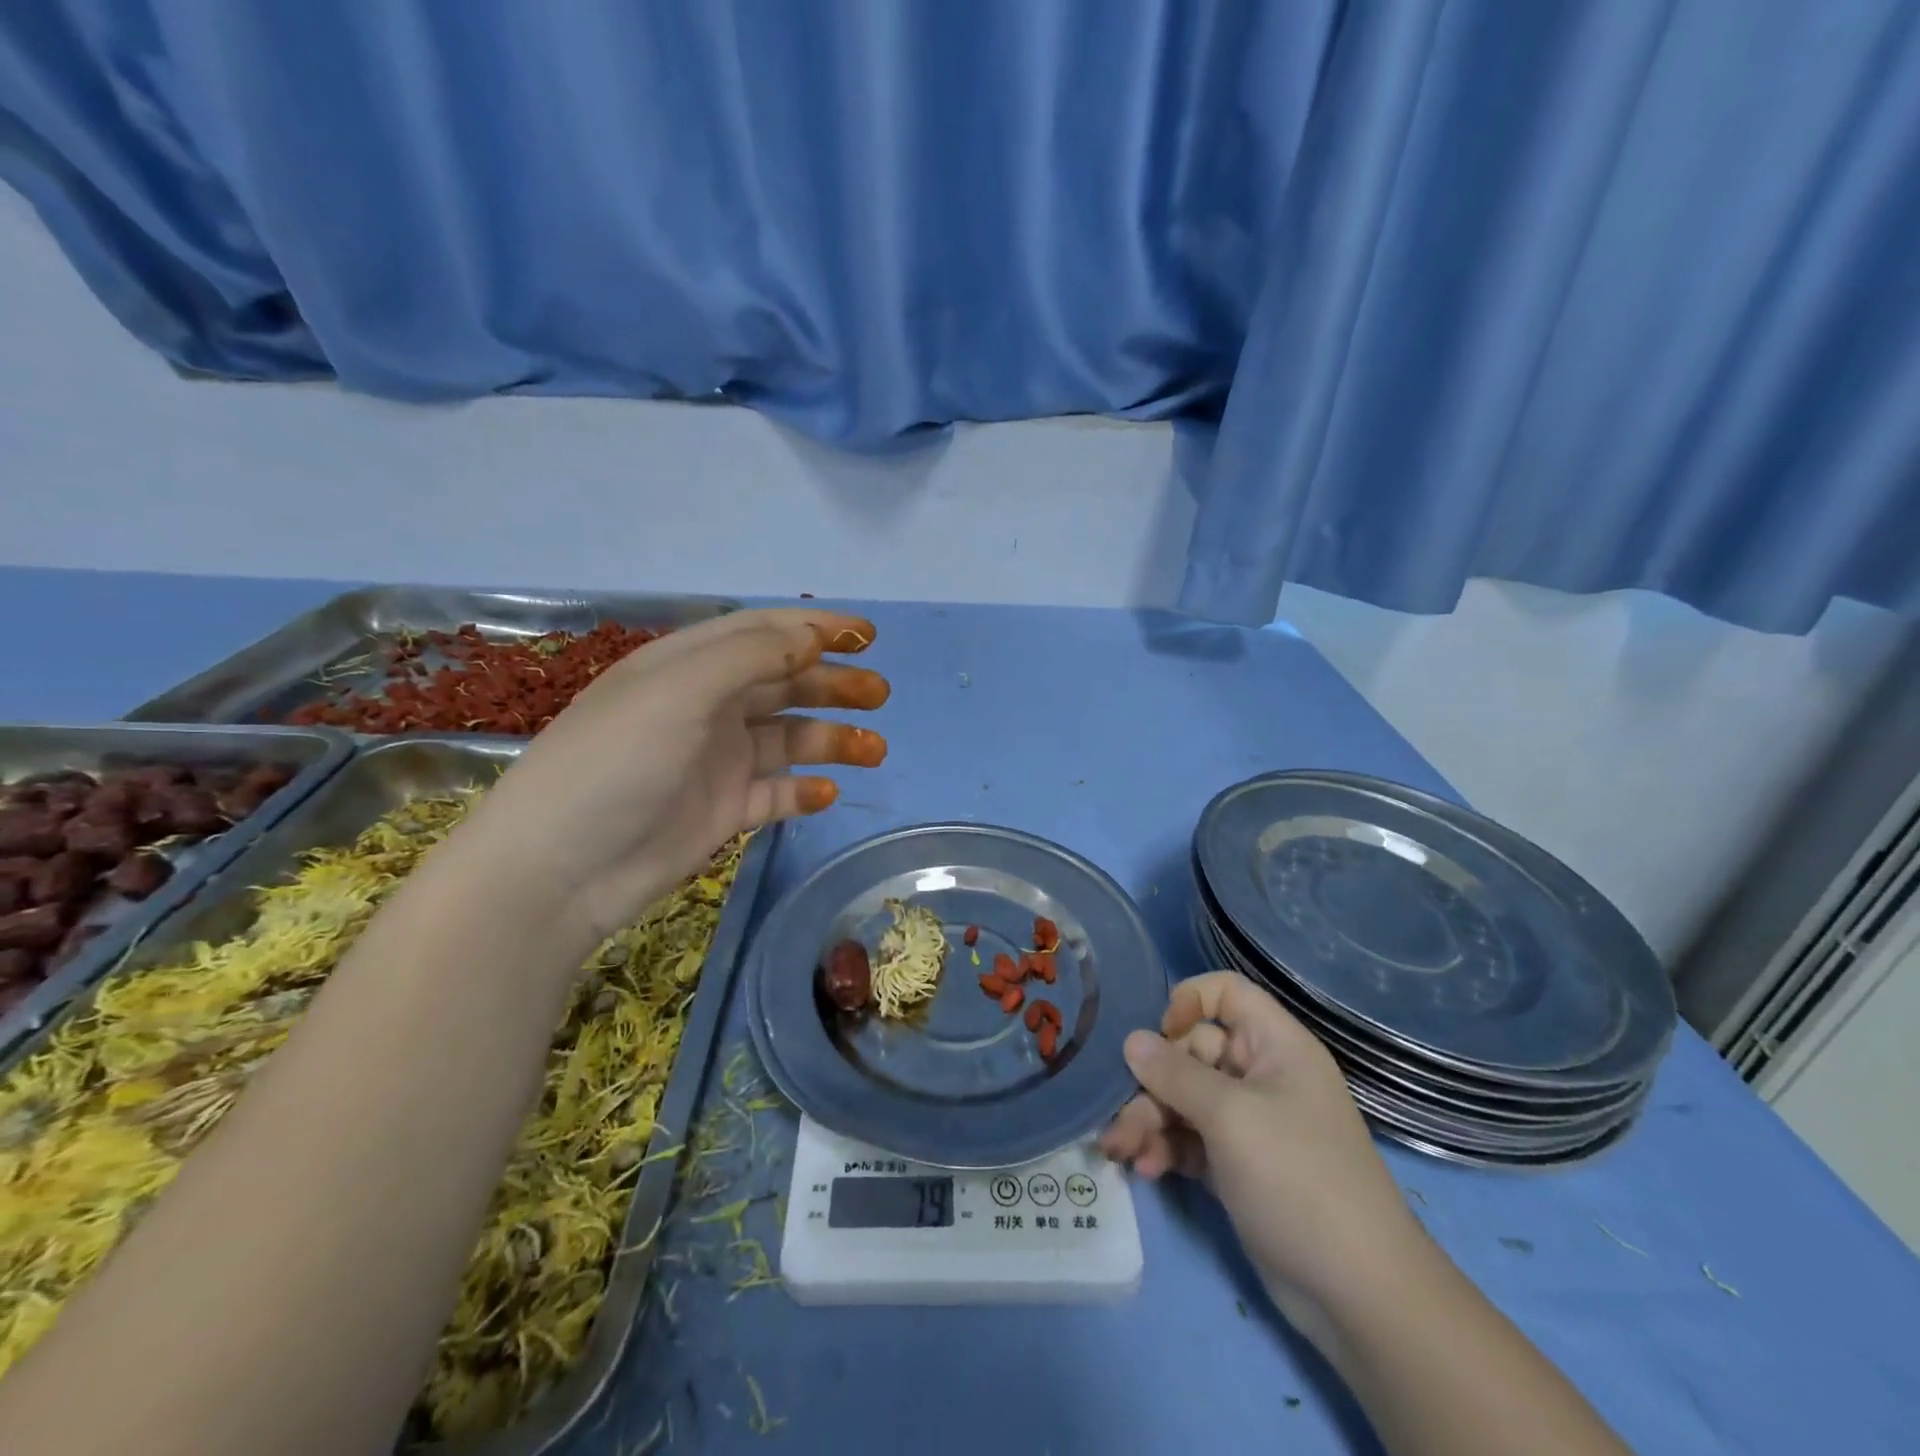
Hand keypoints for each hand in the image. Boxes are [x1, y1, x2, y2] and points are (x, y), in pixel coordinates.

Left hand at [448, 607, 888, 947]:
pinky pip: (775, 792)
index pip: (761, 634)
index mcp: (686, 667)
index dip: (814, 629)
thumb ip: (750, 657)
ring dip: (831, 739)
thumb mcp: (679, 691)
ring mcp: (715, 761)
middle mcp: (704, 707)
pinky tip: (826, 794)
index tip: (866, 636)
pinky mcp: (722, 810)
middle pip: (783, 684)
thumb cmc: (616, 762)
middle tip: (879, 694)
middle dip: (832, 684)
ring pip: (788, 738)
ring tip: (874, 750)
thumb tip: (812, 638)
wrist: (560, 871)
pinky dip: (804, 790)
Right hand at [1100, 971, 1426, 1341]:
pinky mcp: (1235, 1166)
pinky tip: (1145, 1169)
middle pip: (1191, 1052)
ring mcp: (1248, 1123)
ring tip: (1120, 1150)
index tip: (1160, 1035)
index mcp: (1275, 1045)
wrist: (1358, 1295)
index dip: (1188, 1002)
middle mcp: (1260, 1076)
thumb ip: (1175, 1073)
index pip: (1226, 993)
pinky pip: (1188, 1138)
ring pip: (1183, 1099)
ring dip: (1148, 1120)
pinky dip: (1164, 1148)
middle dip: (1151, 1082)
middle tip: (1121, 1115)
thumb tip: (1131, 1040)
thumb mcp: (1230, 1117)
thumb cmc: (1298, 1179)